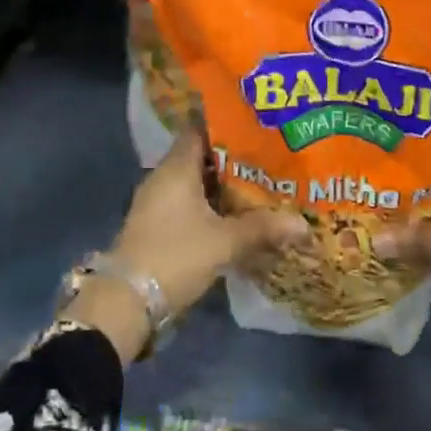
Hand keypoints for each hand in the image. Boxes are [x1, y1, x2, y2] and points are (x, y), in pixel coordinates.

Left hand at [112, 129, 308, 318]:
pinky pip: (188, 205)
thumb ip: (262, 229)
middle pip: (201, 158)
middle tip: (268, 161)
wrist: (127, 302)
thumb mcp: (224, 242)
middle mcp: (163, 178)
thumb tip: (304, 225)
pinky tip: (235, 219)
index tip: (256, 130)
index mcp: (176, 168)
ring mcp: (157, 203)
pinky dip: (210, 207)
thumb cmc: (175, 256)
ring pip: (195, 184)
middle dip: (233, 161)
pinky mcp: (157, 226)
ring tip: (259, 188)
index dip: (227, 128)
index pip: (200, 131)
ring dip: (222, 187)